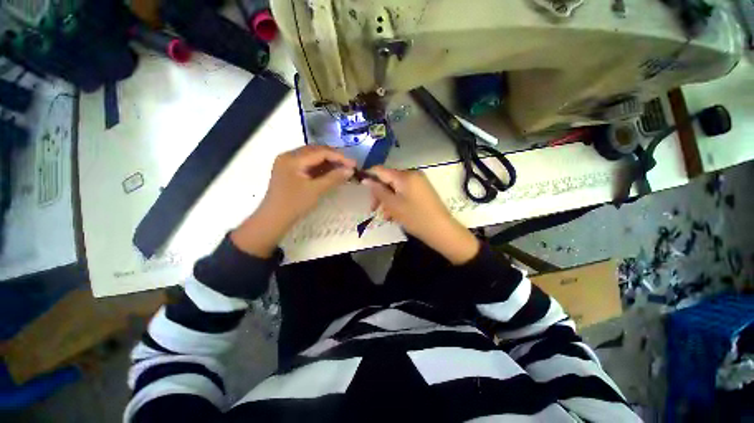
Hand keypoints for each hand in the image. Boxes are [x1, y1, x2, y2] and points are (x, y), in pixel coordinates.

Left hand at [231, 146, 354, 256]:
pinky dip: (321, 168)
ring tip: (343, 169)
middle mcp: (289, 156)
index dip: (339, 157)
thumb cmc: (294, 205)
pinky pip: (308, 164)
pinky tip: (331, 172)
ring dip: (328, 162)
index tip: (354, 164)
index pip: (320, 151)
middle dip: (334, 158)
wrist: (274, 219)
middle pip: (316, 151)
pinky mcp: (290, 171)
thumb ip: (334, 178)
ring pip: (313, 157)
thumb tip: (350, 169)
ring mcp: (288, 163)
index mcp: (293, 158)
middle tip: (350, 166)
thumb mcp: (316, 190)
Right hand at [364, 166, 479, 264]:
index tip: (360, 188)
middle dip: (379, 194)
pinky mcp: (422, 191)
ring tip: (386, 216)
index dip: (369, 177)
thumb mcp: (393, 205)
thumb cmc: (415, 217)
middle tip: (373, 209)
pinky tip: (394, 215)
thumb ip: (378, 191)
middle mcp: (412, 175)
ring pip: (395, 188)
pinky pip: (404, 193)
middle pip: (388, 180)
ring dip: (388, 200)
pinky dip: (397, 202)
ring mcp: (418, 183)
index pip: (380, 170)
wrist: (441, 230)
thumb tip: (365, 179)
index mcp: (405, 176)